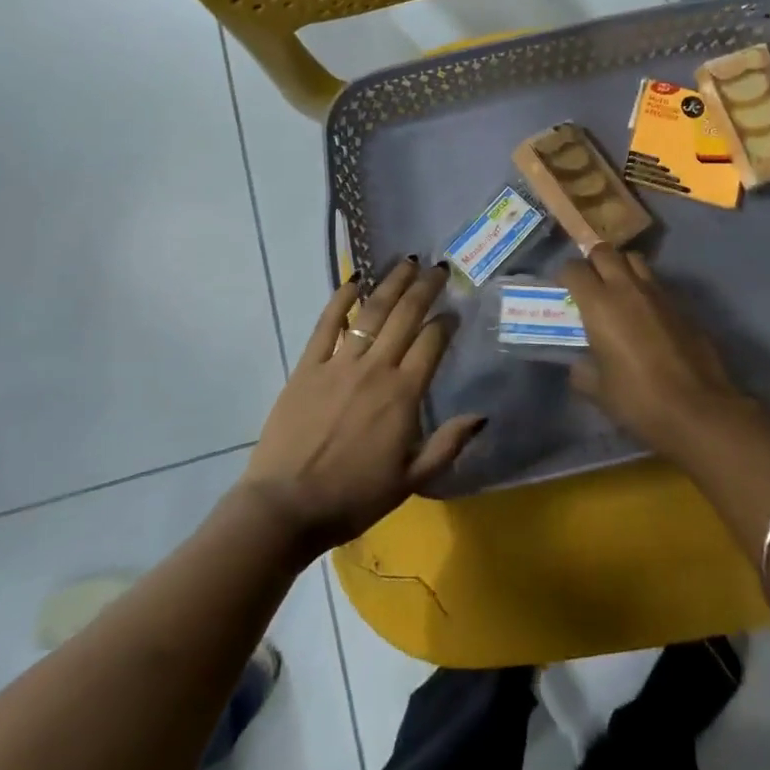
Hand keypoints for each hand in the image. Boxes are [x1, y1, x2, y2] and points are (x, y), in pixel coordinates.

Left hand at [240, 261, 484, 559]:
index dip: (446, 322)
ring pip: (371, 312)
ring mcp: (339, 363)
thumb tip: (482, 415)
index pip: (432, 343)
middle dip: (425, 288)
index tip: (455, 310)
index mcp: (403, 394)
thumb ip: (448, 445)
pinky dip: (341, 299)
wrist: (287, 506)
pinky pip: (327, 324)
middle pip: (405, 316)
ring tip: (406, 262)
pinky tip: (354, 280)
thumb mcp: (411, 480)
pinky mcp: (308, 366)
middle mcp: (375, 369)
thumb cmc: (353, 497)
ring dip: (391, 283)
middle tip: (439, 267)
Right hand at [560, 245, 765, 464]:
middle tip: (590, 283)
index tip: (564, 290)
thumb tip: (580, 365)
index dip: (565, 276)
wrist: (697, 410)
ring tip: (618, 290)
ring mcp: (659, 293)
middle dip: (593, 261)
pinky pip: (657, 283)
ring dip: (622, 267)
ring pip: (635, 260)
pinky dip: (646, 289)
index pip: (574, 269)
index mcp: (599, 304)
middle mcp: (627, 288)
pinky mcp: (682, 305)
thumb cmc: (638, 400)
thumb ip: (583, 371)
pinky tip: (646, 314)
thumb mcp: (598, 391)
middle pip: (605, 251)